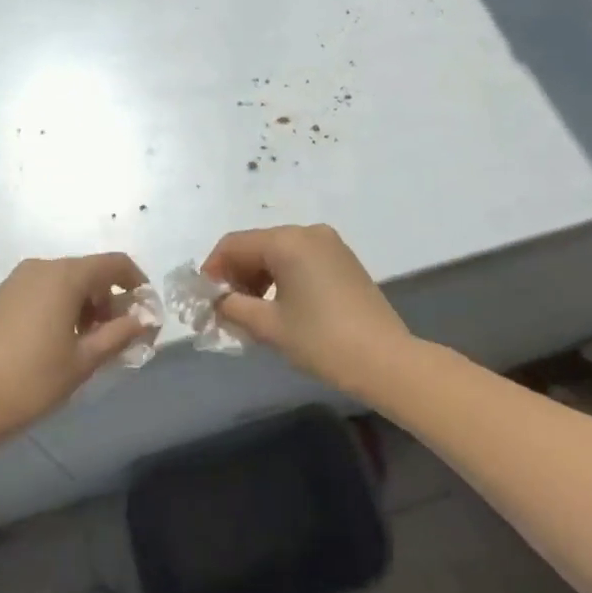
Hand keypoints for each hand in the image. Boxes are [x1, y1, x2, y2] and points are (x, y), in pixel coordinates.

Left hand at [0, 254, 151, 444]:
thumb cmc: (32, 381)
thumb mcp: (84, 361)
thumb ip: (120, 334)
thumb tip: (143, 319)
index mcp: (64, 276)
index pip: (113, 263)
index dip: (135, 280)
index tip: (144, 309)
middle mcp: (38, 268)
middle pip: (85, 272)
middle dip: (105, 298)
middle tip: (112, 335)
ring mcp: (10, 282)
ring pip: (57, 282)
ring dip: (78, 304)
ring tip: (80, 343)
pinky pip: (32, 293)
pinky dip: (50, 308)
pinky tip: (44, 344)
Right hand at [203, 224, 414, 397]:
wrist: (386, 360)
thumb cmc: (322, 340)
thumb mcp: (269, 326)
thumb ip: (232, 307)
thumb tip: (215, 301)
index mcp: (287, 241)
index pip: (234, 244)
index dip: (213, 269)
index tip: (205, 299)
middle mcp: (308, 232)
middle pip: (257, 245)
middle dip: (236, 274)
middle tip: (228, 310)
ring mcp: (330, 244)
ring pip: (279, 252)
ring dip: (258, 277)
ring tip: (253, 313)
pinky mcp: (344, 260)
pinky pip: (300, 259)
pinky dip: (282, 277)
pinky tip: (281, 307)